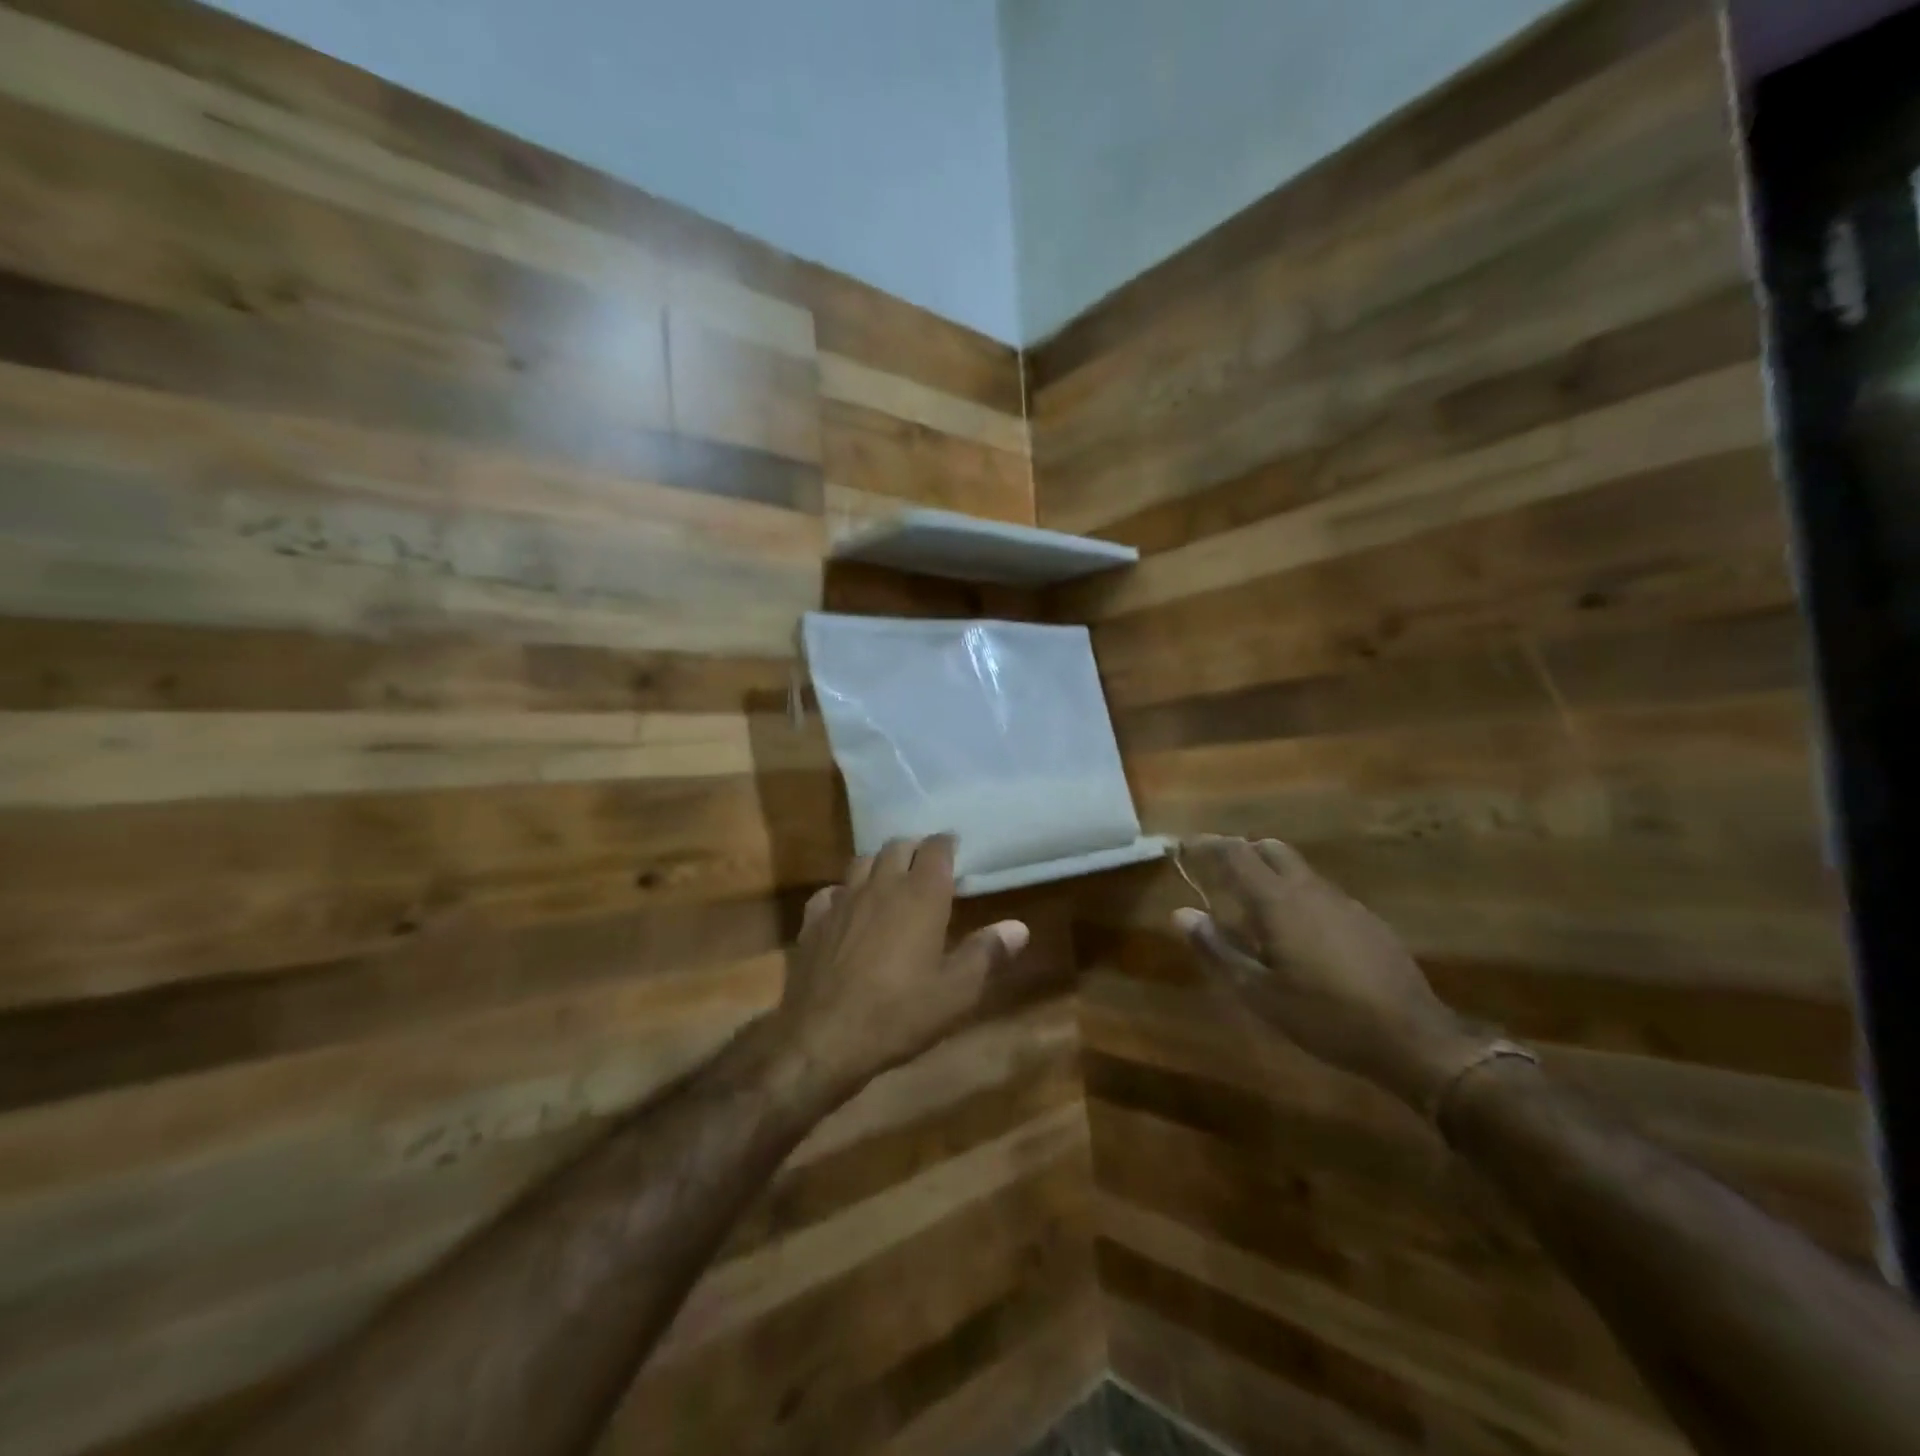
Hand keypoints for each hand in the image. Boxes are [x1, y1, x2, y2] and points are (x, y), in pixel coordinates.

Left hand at [774, 836, 1029, 1095]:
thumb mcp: (956, 992)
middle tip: (926, 863)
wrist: (824, 1038)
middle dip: (915, 848)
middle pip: (898, 846)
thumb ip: (987, 953)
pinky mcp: (813, 921)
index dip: (947, 844)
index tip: (955, 848)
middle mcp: (881, 886)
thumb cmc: (899, 1013)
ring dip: (880, 863)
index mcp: (921, 896)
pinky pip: (830, 892)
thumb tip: (1019, 927)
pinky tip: (847, 909)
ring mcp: (843, 900)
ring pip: (862, 861)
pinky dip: (844, 892)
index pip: (936, 849)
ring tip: (890, 879)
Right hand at [1173, 836, 1482, 1111]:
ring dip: (1270, 875)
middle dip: (1241, 852)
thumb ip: (1217, 949)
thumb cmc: (1324, 1016)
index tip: (1185, 846)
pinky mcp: (1366, 921)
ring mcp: (1343, 903)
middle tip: (1219, 874)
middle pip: (1270, 849)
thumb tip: (1181, 914)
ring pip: (1298, 870)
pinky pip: (1321, 893)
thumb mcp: (1258, 992)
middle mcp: (1309, 890)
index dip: (1208, 845)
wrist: (1413, 1038)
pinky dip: (1297, 897)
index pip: (1236, 853)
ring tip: (1254, 909)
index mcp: (1278, 902)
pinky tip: (1298, 936)